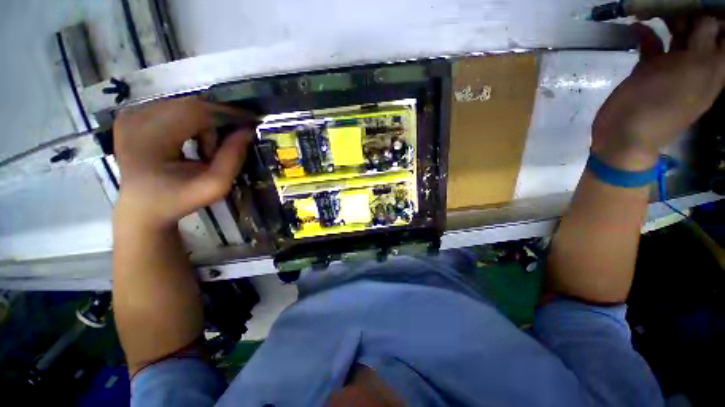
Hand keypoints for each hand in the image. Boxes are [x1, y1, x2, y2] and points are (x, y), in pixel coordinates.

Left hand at [113, 97, 253, 228]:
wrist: (141, 207)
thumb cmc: (178, 200)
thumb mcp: (215, 186)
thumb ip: (233, 158)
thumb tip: (247, 131)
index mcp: (149, 138)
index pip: (195, 112)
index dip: (226, 113)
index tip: (251, 121)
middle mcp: (135, 118)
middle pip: (190, 105)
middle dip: (216, 122)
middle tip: (228, 144)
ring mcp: (131, 114)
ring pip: (184, 105)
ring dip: (204, 124)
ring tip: (205, 150)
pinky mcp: (133, 115)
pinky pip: (173, 108)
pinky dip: (191, 122)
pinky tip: (192, 141)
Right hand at [592, 17, 724, 169]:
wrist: (625, 133)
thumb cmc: (662, 104)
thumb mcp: (692, 72)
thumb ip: (704, 42)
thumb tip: (707, 18)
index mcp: (713, 66)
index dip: (717, 15)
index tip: (705, 2)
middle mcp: (696, 63)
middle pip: (702, 29)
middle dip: (693, 11)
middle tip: (677, 2)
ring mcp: (672, 66)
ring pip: (678, 33)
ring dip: (670, 18)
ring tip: (656, 8)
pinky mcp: (649, 70)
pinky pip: (652, 45)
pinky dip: (646, 34)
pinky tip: (637, 27)